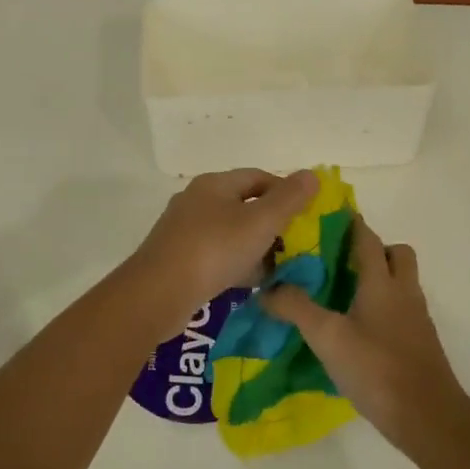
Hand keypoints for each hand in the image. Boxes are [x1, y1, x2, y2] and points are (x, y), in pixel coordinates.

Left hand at [132, 169, 319, 311]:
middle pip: (244, 204)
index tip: (307, 215)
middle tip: (296, 245)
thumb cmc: (214, 250)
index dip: (286, 191)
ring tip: (279, 268)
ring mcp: (184, 230)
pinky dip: (236, 264)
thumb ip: (289, 199)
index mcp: (214, 184)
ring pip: (230, 232)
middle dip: (272, 223)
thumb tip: (311, 174)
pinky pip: (216, 255)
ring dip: (255, 247)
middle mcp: (197, 200)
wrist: (158, 294)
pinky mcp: (178, 258)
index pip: (258, 177)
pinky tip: (250, 283)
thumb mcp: (260, 223)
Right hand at [261, 217, 469, 455]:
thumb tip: (266, 290)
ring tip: (341, 294)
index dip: (349, 223)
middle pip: (396, 254)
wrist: (428, 418)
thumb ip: (296, 309)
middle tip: (337, 261)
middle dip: (371, 249)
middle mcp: (404, 292)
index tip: (326, 216)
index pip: (367, 238)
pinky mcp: (420, 343)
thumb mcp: (327, 337)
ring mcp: (417, 319)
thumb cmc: (377, 369)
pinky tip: (357, 329)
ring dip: (377, 279)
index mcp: (382, 282)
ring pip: (400, 282)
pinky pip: (401, 309)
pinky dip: (382, 307)